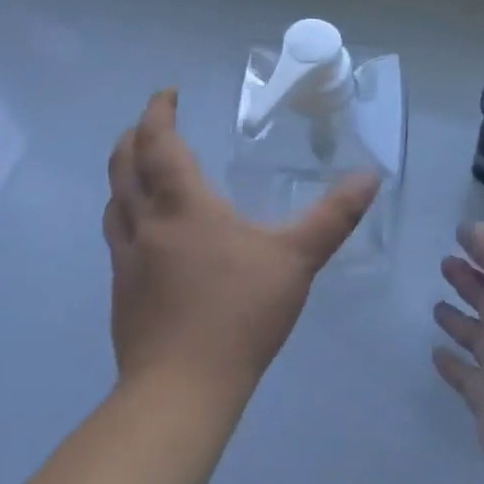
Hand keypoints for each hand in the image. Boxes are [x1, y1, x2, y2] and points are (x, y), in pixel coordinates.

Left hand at [105, 90, 378, 399]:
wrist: (181, 389)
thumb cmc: (239, 313)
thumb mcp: (297, 260)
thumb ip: (333, 216)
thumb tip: (369, 177)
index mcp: (182, 205)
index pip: (157, 143)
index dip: (157, 112)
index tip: (167, 95)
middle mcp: (145, 223)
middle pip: (122, 165)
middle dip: (133, 137)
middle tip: (152, 124)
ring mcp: (127, 259)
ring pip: (114, 202)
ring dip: (124, 176)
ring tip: (145, 171)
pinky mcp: (122, 291)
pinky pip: (117, 237)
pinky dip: (128, 215)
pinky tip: (151, 235)